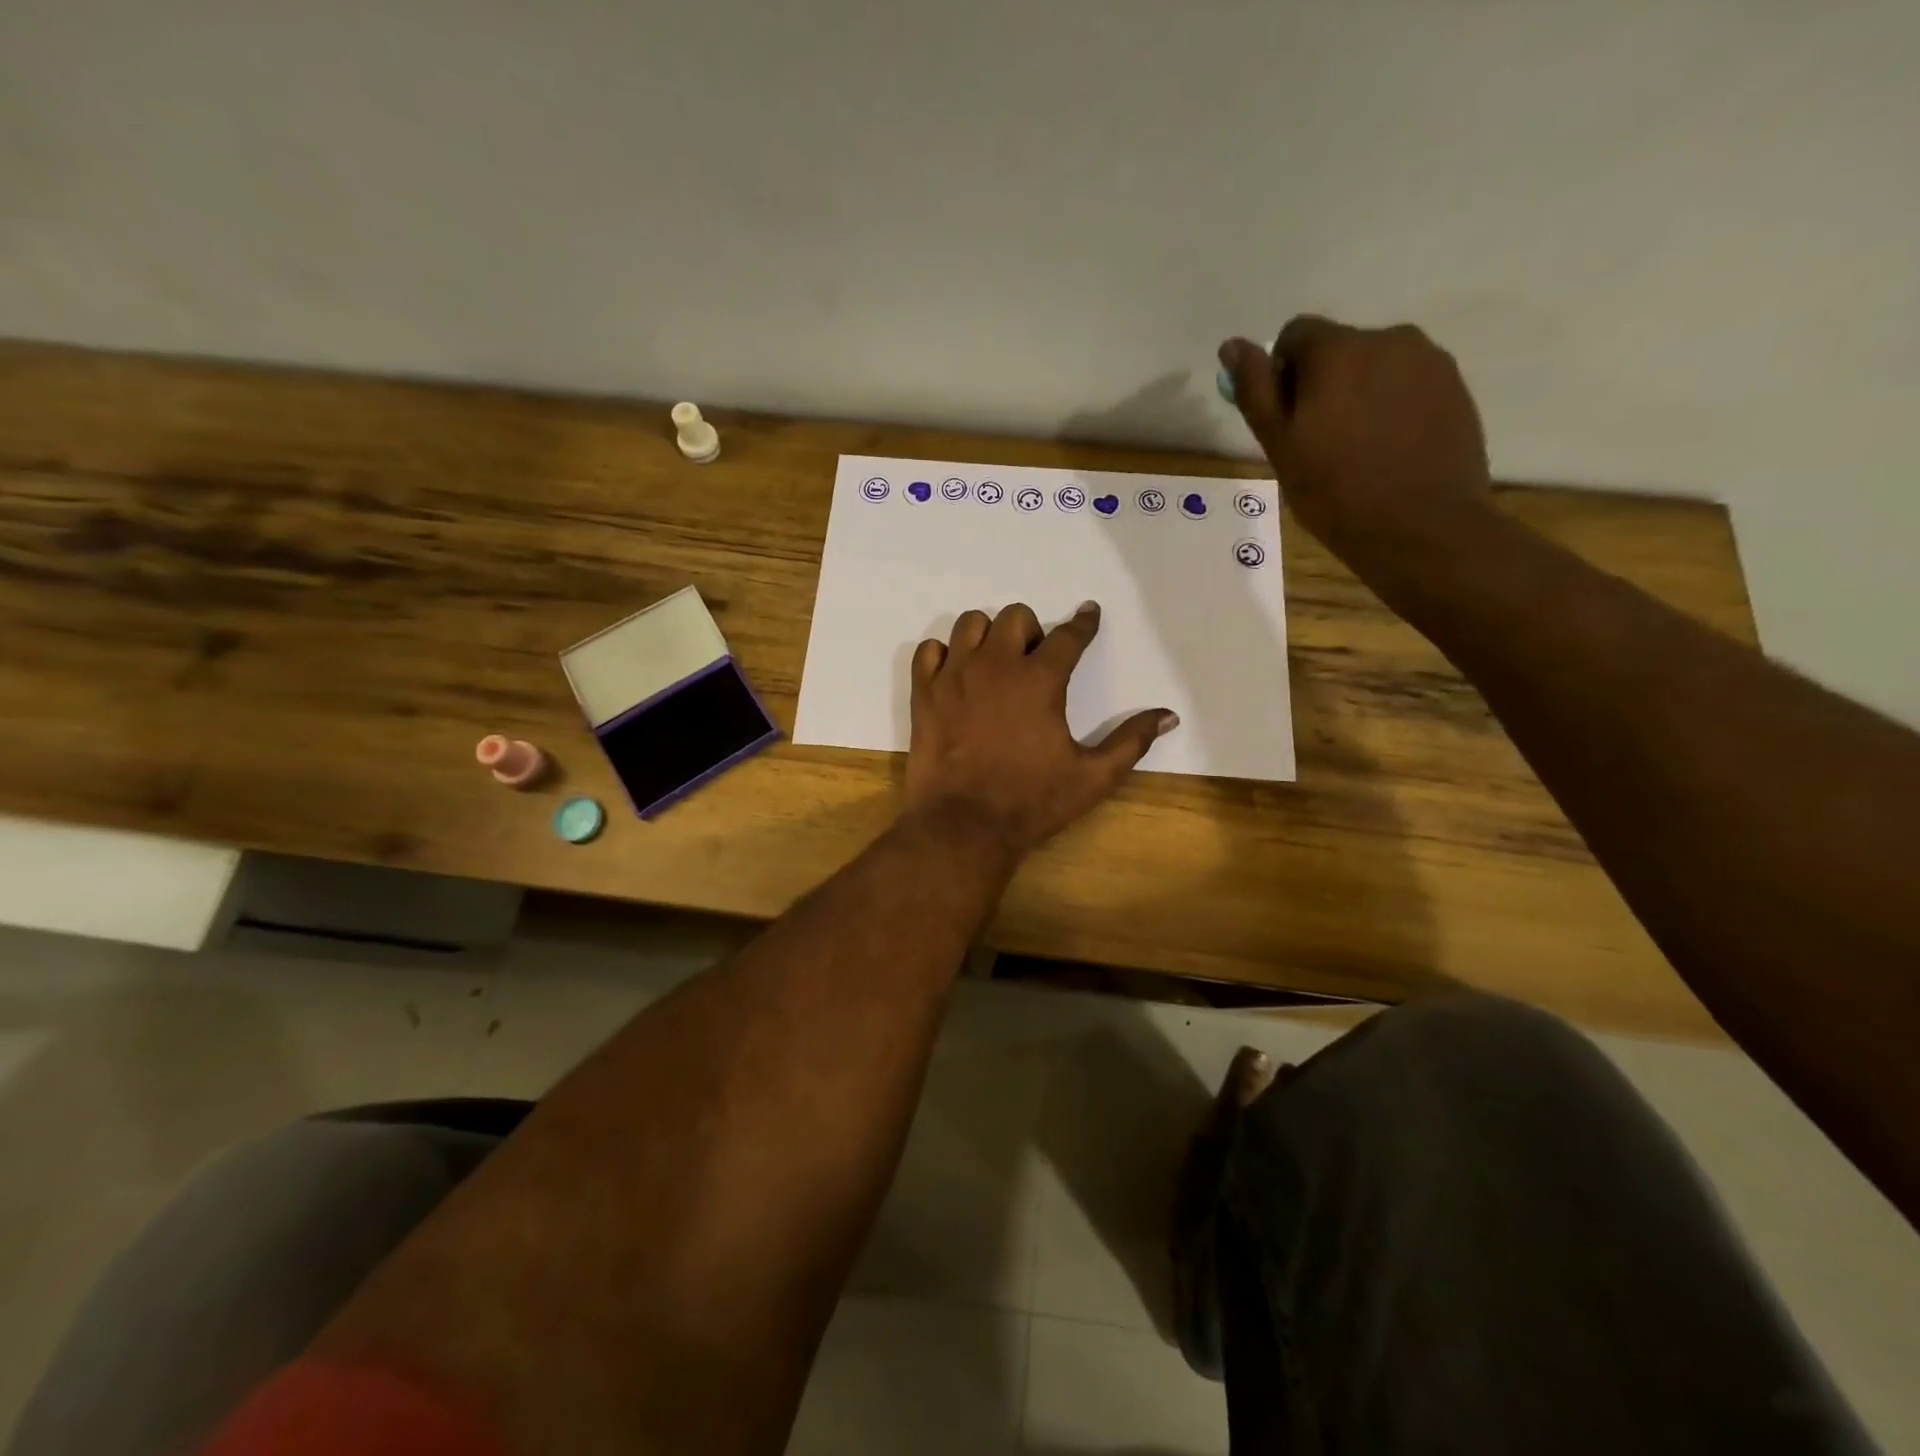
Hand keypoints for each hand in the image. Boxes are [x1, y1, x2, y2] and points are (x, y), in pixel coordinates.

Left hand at [902, 602, 1176, 858]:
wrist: (964, 826)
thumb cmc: (1032, 802)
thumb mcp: (1093, 778)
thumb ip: (1131, 742)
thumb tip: (1169, 715)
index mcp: (1040, 680)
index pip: (1069, 636)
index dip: (1084, 623)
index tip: (1089, 614)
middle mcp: (996, 666)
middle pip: (1016, 617)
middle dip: (1032, 631)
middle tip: (1035, 661)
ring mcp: (954, 676)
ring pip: (970, 624)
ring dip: (988, 635)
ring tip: (996, 663)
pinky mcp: (923, 693)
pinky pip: (928, 650)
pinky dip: (944, 654)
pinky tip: (956, 675)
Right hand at [1218, 317, 1491, 558]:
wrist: (1422, 527)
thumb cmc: (1336, 492)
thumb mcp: (1281, 447)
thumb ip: (1256, 391)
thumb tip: (1232, 346)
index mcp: (1337, 350)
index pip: (1295, 335)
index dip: (1282, 375)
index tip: (1287, 420)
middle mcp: (1387, 338)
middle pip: (1339, 349)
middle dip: (1323, 384)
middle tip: (1320, 443)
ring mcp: (1428, 360)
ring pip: (1376, 366)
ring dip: (1360, 394)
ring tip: (1359, 449)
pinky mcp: (1455, 386)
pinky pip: (1408, 384)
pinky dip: (1392, 407)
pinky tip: (1390, 450)